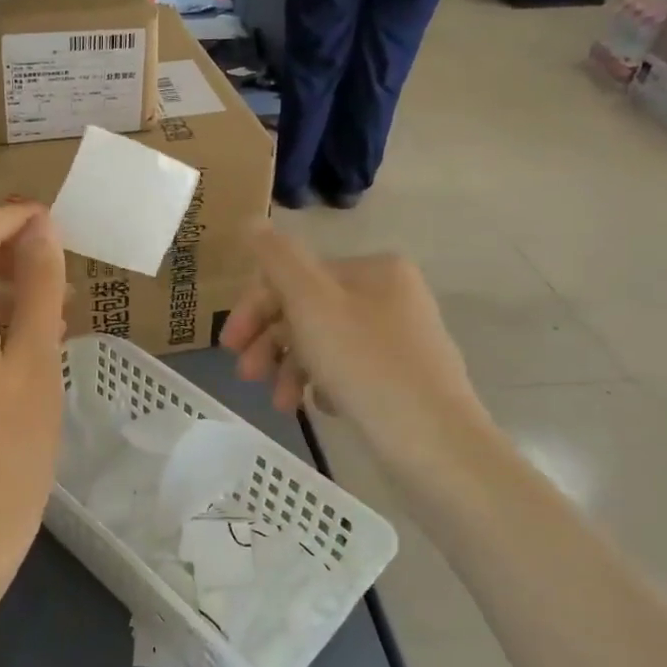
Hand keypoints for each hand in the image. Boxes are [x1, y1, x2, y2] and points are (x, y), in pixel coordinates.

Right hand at [221, 227, 500, 509]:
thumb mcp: (312, 303)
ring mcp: (400, 339)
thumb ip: (277, 259)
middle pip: (309, 310)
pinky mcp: (403, 379)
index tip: (229, 344)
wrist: (437, 445)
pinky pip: (348, 371)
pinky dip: (323, 385)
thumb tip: (252, 221)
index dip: (255, 307)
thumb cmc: (366, 365)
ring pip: (325, 343)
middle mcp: (391, 296)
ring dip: (291, 368)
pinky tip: (317, 407)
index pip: (295, 277)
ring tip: (280, 404)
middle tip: (246, 375)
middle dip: (271, 342)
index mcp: (373, 270)